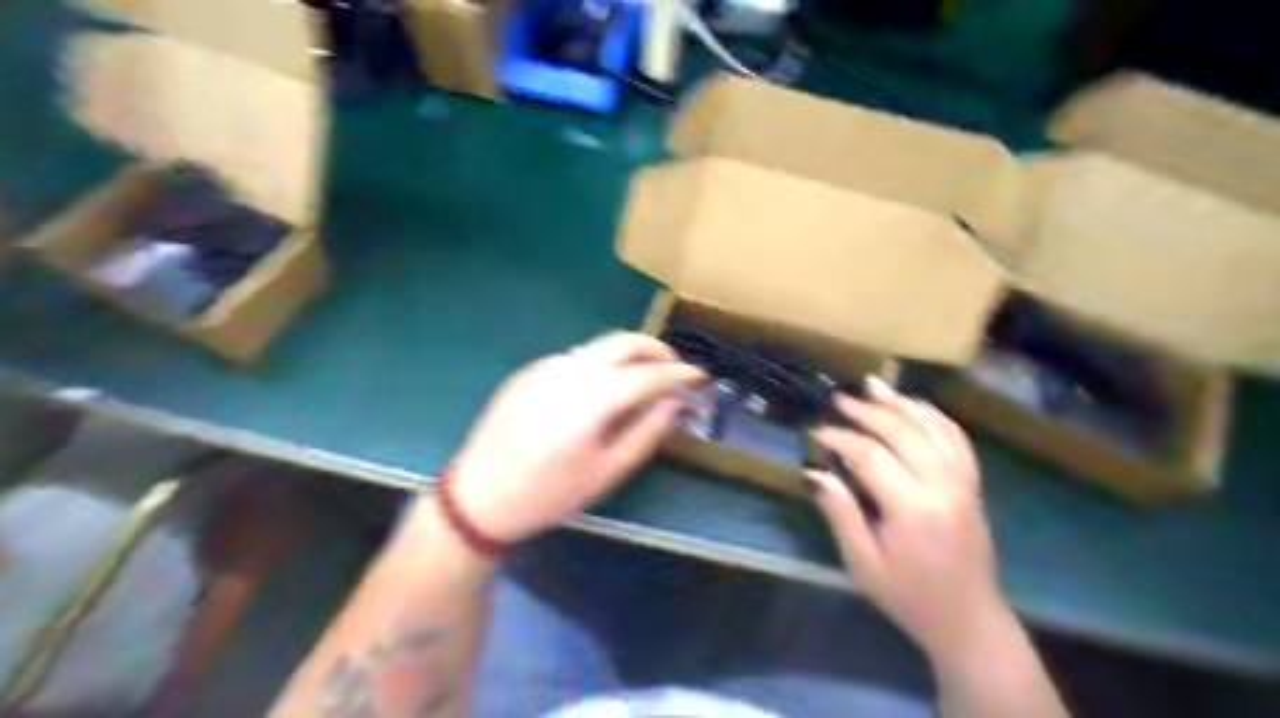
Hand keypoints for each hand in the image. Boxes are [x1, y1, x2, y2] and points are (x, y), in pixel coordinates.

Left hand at [444, 334, 699, 541]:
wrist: (479, 496)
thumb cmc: (549, 494)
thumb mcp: (607, 472)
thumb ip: (647, 432)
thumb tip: (676, 404)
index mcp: (591, 400)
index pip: (648, 374)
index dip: (680, 373)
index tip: (701, 376)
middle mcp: (569, 371)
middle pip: (624, 342)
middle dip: (657, 349)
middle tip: (675, 369)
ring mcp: (545, 367)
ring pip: (600, 346)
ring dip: (630, 354)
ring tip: (645, 378)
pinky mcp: (529, 371)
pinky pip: (575, 358)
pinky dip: (601, 364)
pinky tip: (602, 390)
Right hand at [807, 378, 1009, 663]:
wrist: (968, 620)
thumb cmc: (908, 596)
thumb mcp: (863, 564)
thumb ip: (841, 514)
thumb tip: (815, 472)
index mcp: (913, 510)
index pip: (872, 456)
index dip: (842, 438)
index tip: (817, 433)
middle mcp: (943, 487)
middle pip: (904, 433)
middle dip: (869, 412)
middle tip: (840, 400)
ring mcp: (964, 484)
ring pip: (934, 429)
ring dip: (902, 404)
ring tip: (874, 387)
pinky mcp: (973, 486)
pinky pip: (957, 439)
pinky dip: (935, 417)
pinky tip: (915, 407)